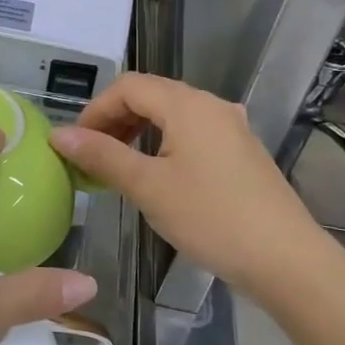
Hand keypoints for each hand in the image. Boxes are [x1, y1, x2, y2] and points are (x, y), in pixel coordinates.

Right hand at [50, 73, 318, 297]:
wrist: (285, 259)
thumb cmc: (210, 217)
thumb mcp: (147, 186)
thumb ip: (102, 155)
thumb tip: (59, 134)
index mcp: (188, 105)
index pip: (128, 86)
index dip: (95, 110)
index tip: (75, 145)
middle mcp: (211, 105)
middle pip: (151, 96)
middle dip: (114, 120)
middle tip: (91, 157)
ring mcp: (231, 128)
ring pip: (172, 116)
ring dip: (138, 133)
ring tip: (118, 168)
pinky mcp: (242, 153)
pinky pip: (192, 135)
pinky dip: (164, 145)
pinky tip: (157, 177)